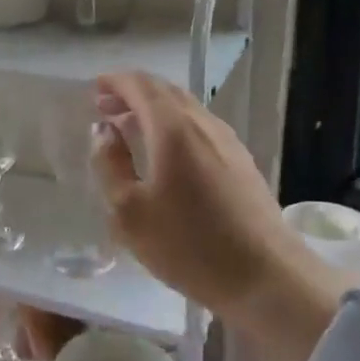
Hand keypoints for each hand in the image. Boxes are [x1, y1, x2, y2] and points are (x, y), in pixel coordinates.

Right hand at [89, 71, 346, 327]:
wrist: (267, 279)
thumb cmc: (189, 245)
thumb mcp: (129, 212)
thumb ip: (110, 165)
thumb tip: (104, 132)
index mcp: (173, 129)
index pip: (140, 86)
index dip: (114, 82)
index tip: (93, 89)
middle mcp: (203, 124)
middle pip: (164, 91)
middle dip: (132, 92)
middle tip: (104, 107)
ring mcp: (227, 142)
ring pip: (185, 108)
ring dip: (153, 109)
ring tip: (129, 128)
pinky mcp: (241, 162)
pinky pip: (199, 127)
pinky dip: (173, 125)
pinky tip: (165, 153)